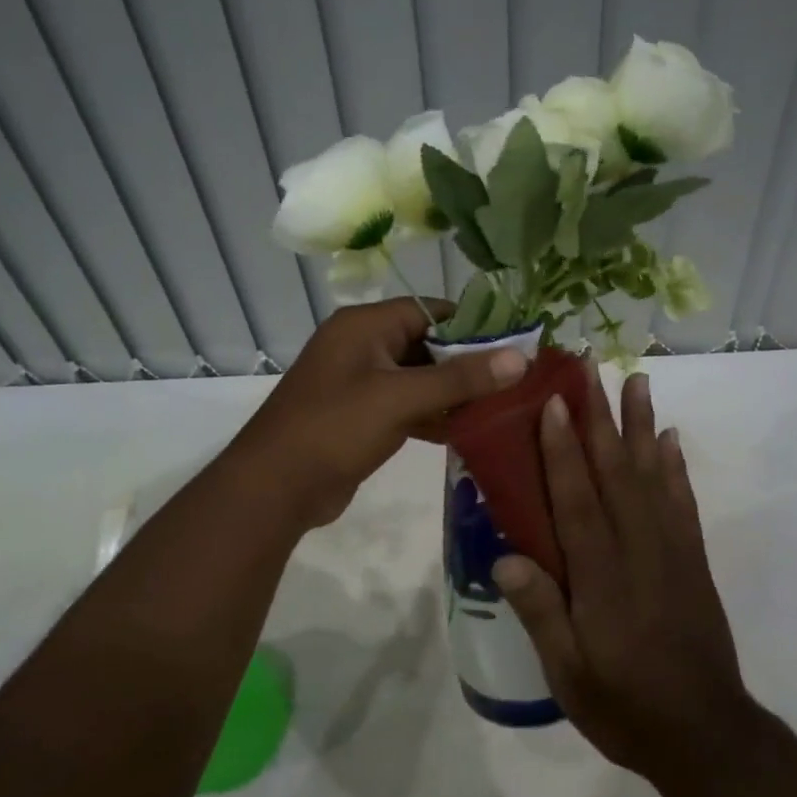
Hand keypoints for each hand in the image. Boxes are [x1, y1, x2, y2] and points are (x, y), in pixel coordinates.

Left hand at [229, 300, 526, 528]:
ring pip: (419, 379)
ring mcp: (360, 383)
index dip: (473, 324)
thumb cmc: (335, 428)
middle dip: (468, 363)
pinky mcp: (362, 417)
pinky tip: (468, 432)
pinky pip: (407, 406)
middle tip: (516, 380)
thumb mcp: (400, 398)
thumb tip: (520, 358)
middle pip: (427, 344)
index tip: (516, 344)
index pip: (430, 310)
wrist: (275, 487)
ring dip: (454, 393)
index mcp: (364, 326)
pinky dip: (433, 415)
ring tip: (502, 407)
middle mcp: (362, 346)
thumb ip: (460, 378)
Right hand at [496, 369, 756, 792]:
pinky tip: (671, 439)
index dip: (563, 449)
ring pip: (654, 476)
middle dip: (601, 416)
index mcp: (601, 577)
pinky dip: (676, 466)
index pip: (578, 500)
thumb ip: (541, 614)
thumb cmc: (625, 706)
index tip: (554, 402)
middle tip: (591, 368)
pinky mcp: (693, 561)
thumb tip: (505, 558)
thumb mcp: (569, 675)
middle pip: (616, 472)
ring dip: (643, 425)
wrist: (705, 735)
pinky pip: (683, 502)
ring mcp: (671, 551)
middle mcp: (638, 551)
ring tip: (638, 380)